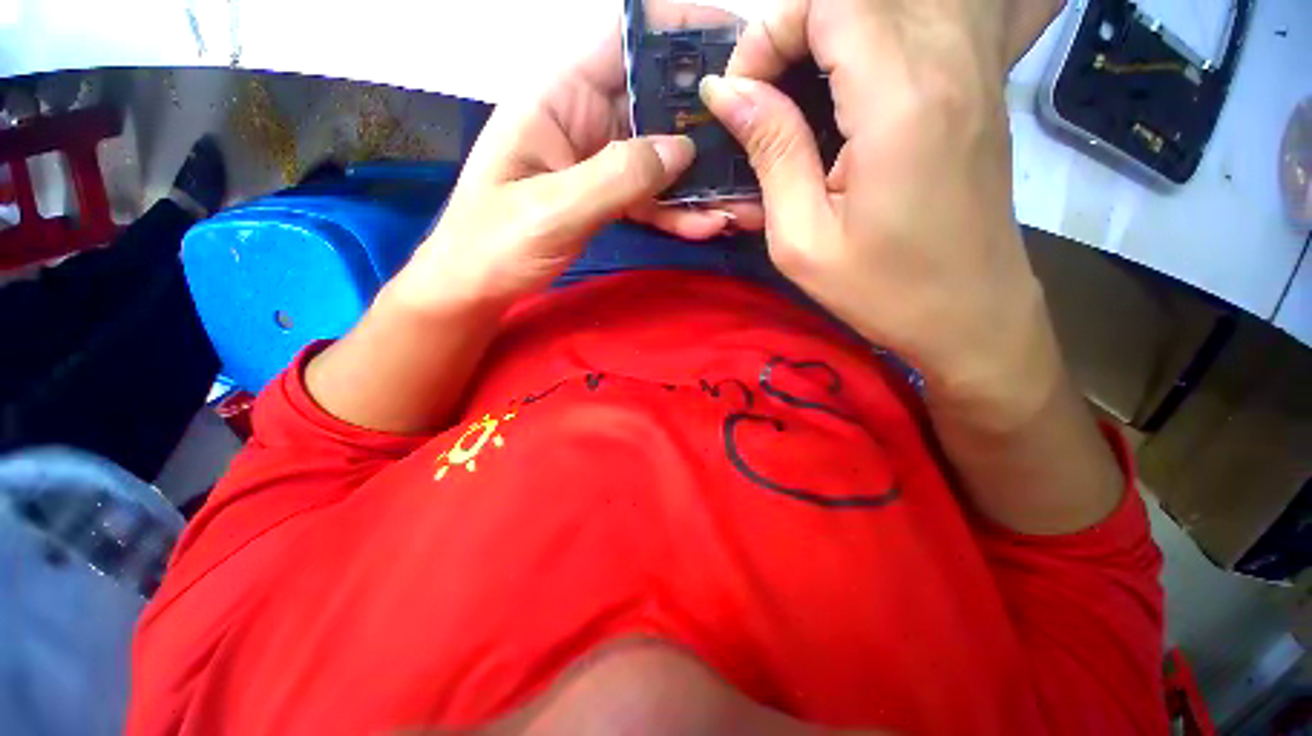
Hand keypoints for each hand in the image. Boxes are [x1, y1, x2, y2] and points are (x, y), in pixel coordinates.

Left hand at [389, 7, 759, 311]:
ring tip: (742, 200)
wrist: (477, 287)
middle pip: (657, 104)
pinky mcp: (606, 198)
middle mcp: (585, 119)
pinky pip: (650, 197)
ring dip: (701, 181)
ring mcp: (599, 163)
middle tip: (759, 140)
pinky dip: (678, 211)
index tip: (739, 47)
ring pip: (661, 158)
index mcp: (561, 97)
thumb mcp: (552, 209)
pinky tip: (709, 225)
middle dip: (708, 123)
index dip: (682, 32)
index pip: (627, 39)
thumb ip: (617, 177)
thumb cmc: (495, 243)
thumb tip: (681, 152)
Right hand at [701, 0, 1063, 420]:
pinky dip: (871, 38)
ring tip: (799, 91)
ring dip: (832, 31)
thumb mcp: (802, 240)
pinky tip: (846, 88)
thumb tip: (728, 93)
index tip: (742, 95)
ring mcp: (974, 66)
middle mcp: (947, 59)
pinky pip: (925, 20)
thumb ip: (771, 153)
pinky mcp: (980, 82)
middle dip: (794, 27)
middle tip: (763, 95)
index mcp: (898, 101)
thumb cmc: (882, 291)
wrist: (972, 314)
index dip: (771, 31)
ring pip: (893, 0)